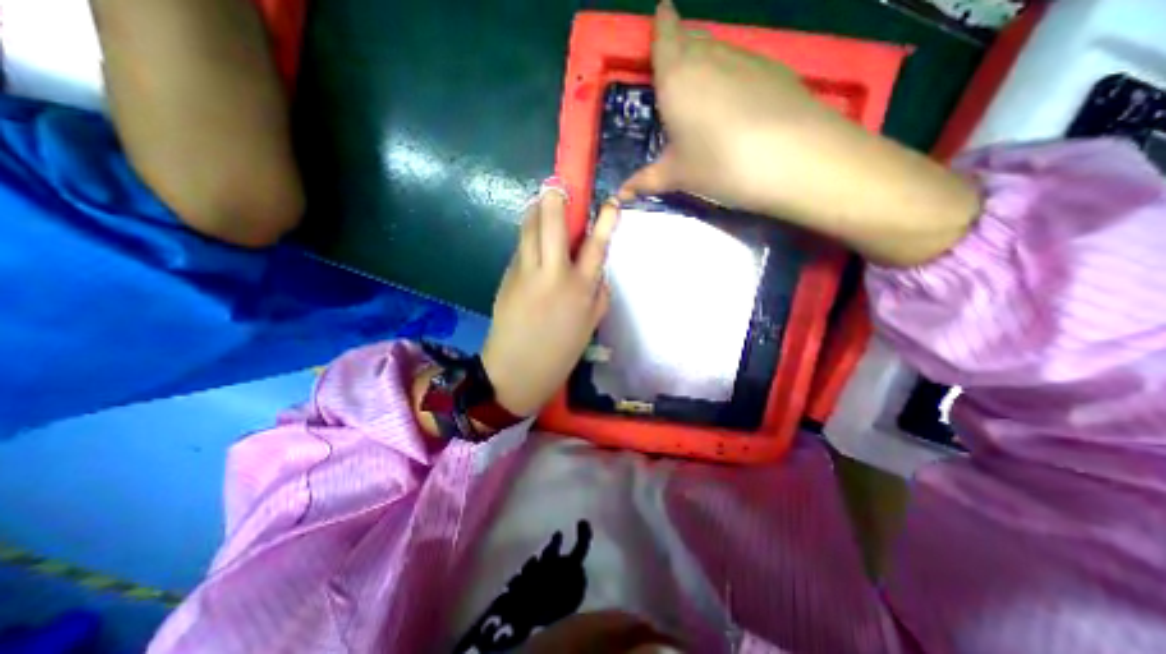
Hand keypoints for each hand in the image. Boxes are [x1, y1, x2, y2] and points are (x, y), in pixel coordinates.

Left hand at [479, 178, 619, 414]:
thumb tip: (597, 271)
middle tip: (558, 187)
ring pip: (529, 228)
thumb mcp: (590, 325)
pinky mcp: (507, 275)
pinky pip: (521, 248)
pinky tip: (532, 242)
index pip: (596, 245)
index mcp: (581, 289)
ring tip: (542, 204)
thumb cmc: (559, 353)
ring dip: (536, 211)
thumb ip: (598, 294)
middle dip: (556, 198)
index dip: (605, 220)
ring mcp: (525, 272)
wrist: (515, 371)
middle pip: (552, 221)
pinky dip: (527, 238)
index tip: (611, 202)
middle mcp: (553, 273)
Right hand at [625, 0, 977, 267]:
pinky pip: (742, 62)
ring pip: (718, 48)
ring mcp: (745, 57)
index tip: (661, 16)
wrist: (794, 157)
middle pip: (691, 38)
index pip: (665, 36)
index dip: (661, 25)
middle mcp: (709, 56)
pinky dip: (731, 74)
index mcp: (676, 77)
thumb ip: (646, 181)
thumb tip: (619, 195)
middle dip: (680, 45)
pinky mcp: (774, 68)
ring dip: (706, 60)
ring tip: (701, 88)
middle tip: (674, 69)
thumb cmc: (719, 164)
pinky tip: (734, 101)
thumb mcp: (677, 176)